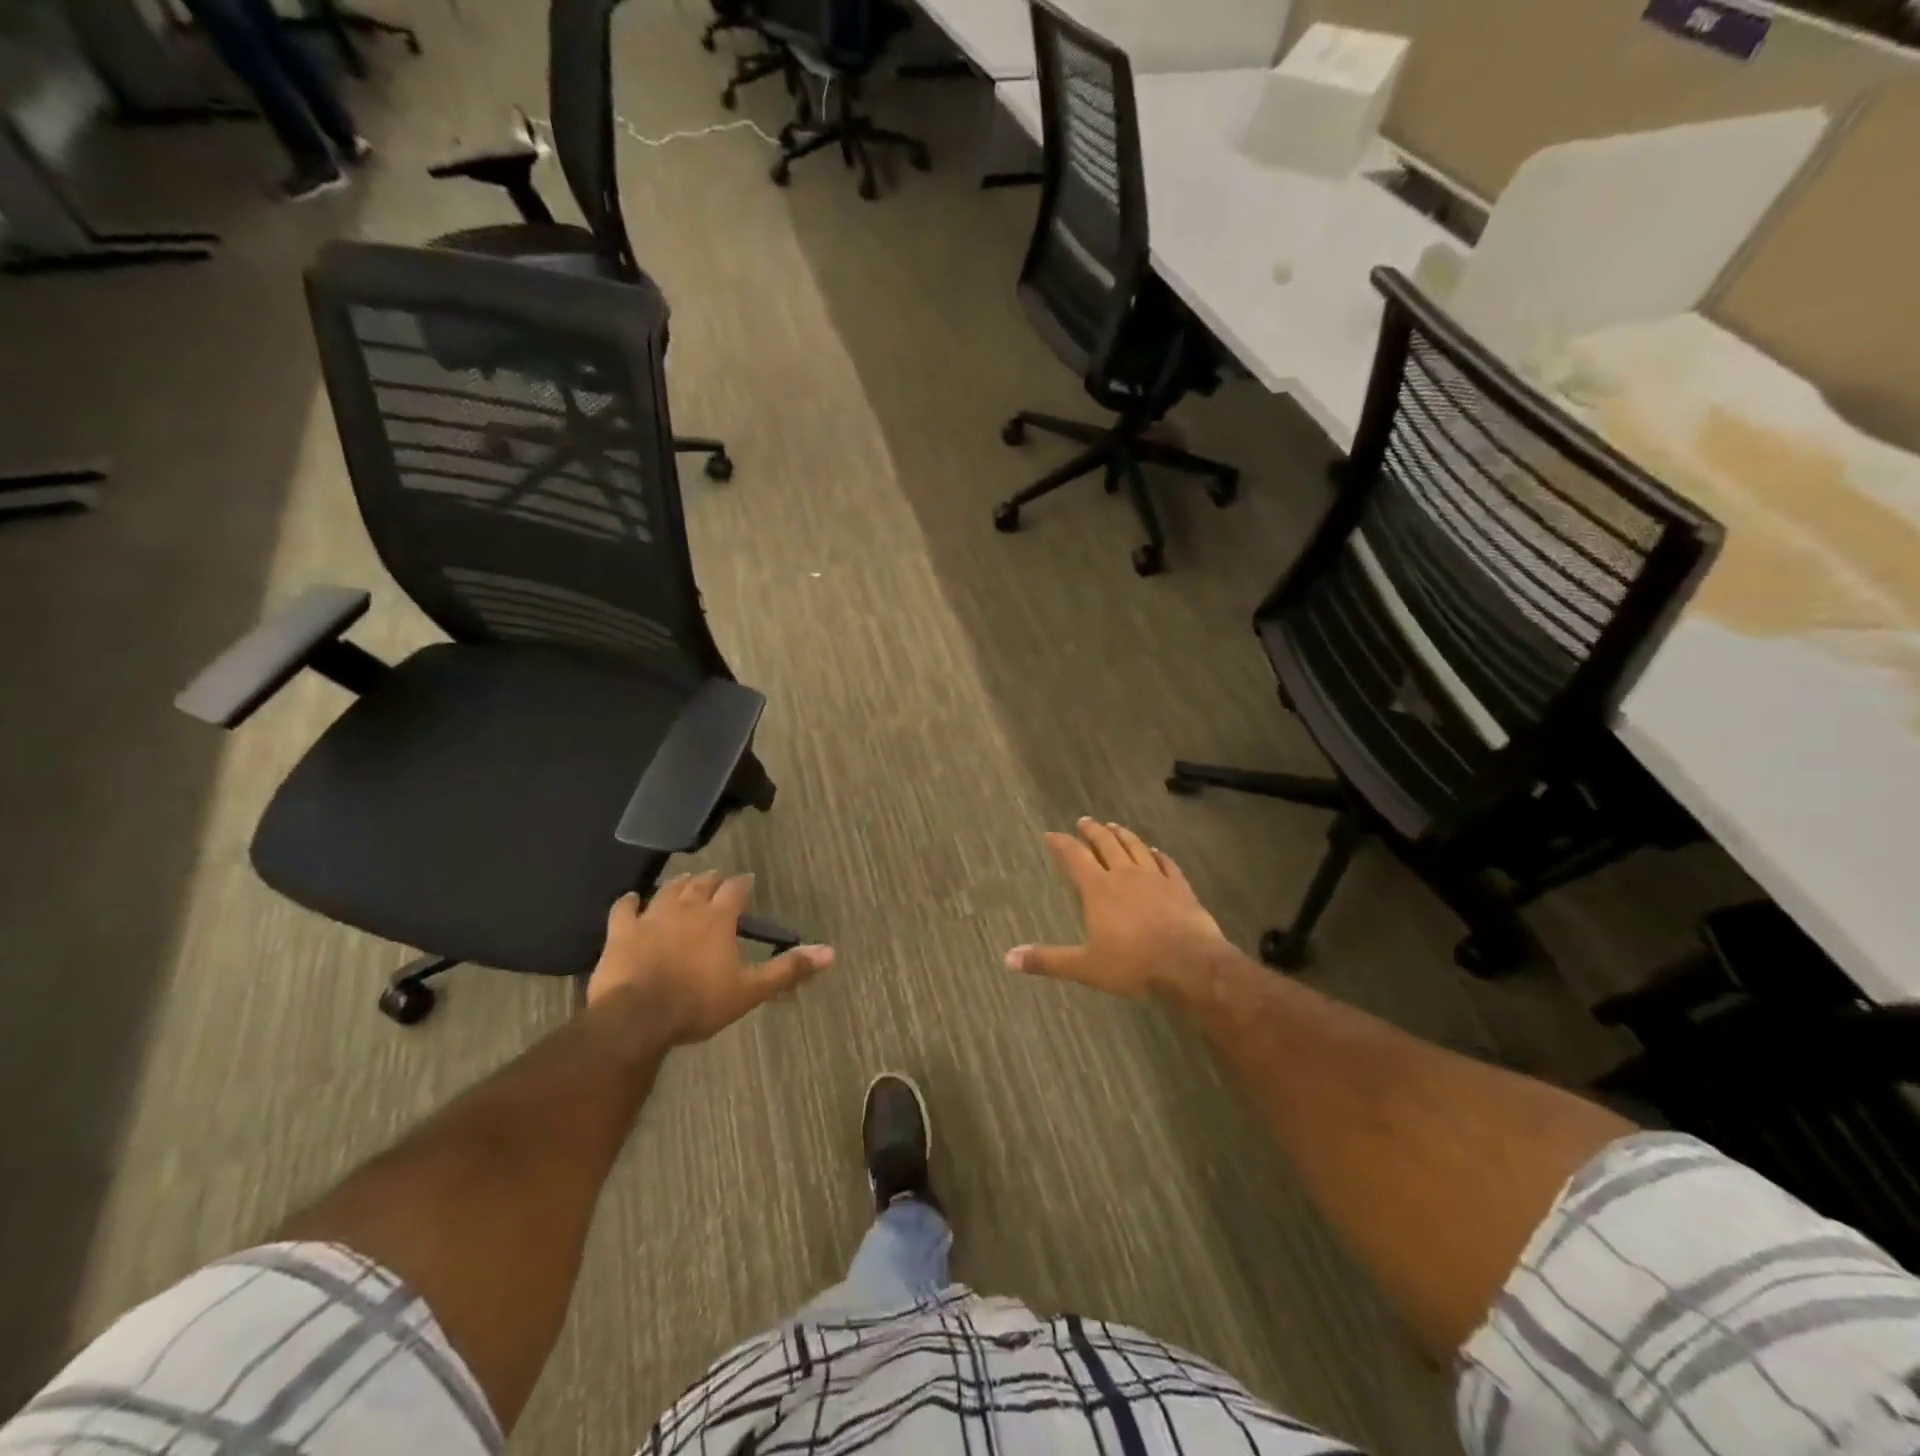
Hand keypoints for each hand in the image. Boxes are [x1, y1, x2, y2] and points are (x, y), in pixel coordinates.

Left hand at [588, 873, 833, 1046]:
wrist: (638, 1019)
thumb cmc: (699, 1003)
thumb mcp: (751, 990)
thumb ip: (788, 968)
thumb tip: (830, 952)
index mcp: (718, 918)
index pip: (736, 889)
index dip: (743, 884)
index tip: (747, 881)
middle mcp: (687, 907)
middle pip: (701, 883)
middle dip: (711, 879)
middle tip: (716, 880)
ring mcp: (651, 916)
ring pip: (668, 889)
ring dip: (678, 884)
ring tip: (684, 881)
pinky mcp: (621, 931)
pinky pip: (625, 908)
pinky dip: (630, 902)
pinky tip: (632, 900)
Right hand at [1005, 818, 1231, 1002]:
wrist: (1189, 964)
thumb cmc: (1133, 964)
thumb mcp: (1084, 967)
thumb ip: (1047, 960)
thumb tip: (1009, 958)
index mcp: (1099, 889)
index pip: (1075, 857)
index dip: (1062, 844)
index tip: (1051, 834)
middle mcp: (1125, 875)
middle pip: (1106, 844)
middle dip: (1093, 831)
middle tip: (1085, 821)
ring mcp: (1155, 878)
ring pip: (1136, 848)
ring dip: (1123, 835)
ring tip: (1114, 826)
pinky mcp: (1180, 887)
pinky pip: (1166, 863)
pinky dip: (1158, 854)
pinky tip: (1156, 851)